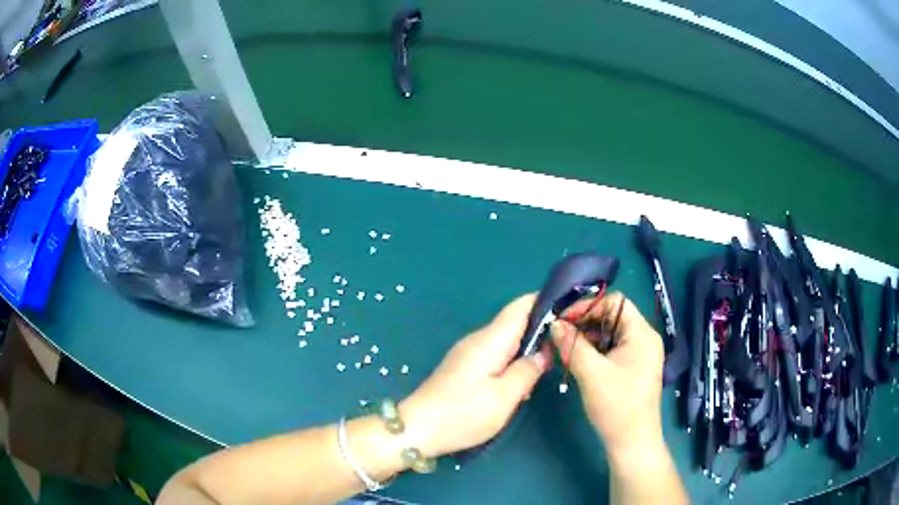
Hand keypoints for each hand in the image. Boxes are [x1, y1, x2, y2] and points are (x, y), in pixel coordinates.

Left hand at [400, 294, 551, 457]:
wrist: (418, 429)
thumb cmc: (464, 414)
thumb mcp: (505, 397)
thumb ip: (528, 370)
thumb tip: (545, 352)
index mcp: (490, 340)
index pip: (520, 306)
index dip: (544, 301)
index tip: (569, 308)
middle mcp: (478, 339)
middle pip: (514, 321)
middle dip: (540, 327)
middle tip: (566, 341)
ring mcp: (468, 353)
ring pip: (505, 339)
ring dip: (527, 346)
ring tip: (550, 360)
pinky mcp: (464, 367)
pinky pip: (495, 353)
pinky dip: (512, 359)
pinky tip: (521, 378)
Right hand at [550, 292, 665, 463]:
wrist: (631, 442)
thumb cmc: (617, 406)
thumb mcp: (592, 374)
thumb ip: (572, 345)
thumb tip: (554, 324)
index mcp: (642, 333)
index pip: (615, 302)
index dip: (588, 306)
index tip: (563, 319)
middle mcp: (643, 338)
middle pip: (612, 317)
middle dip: (585, 322)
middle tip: (559, 333)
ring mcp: (639, 354)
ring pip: (610, 334)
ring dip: (587, 337)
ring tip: (563, 346)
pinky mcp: (631, 368)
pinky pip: (611, 349)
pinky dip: (593, 350)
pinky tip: (576, 359)